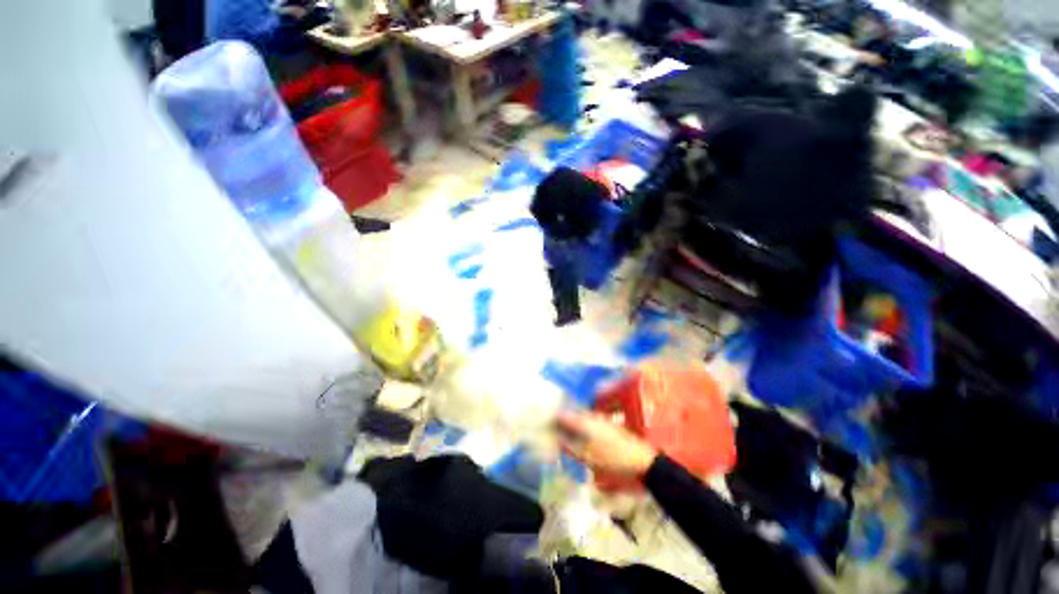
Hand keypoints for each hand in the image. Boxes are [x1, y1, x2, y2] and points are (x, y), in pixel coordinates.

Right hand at [556, 410, 657, 477]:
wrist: (641, 460)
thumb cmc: (612, 459)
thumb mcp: (588, 457)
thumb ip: (570, 447)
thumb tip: (556, 440)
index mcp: (584, 421)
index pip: (562, 415)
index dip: (552, 419)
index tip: (544, 425)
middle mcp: (591, 416)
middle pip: (571, 415)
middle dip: (561, 422)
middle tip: (552, 431)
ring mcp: (600, 419)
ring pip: (580, 418)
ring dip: (571, 425)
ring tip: (564, 435)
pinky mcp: (607, 424)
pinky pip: (588, 422)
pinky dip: (580, 428)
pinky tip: (580, 437)